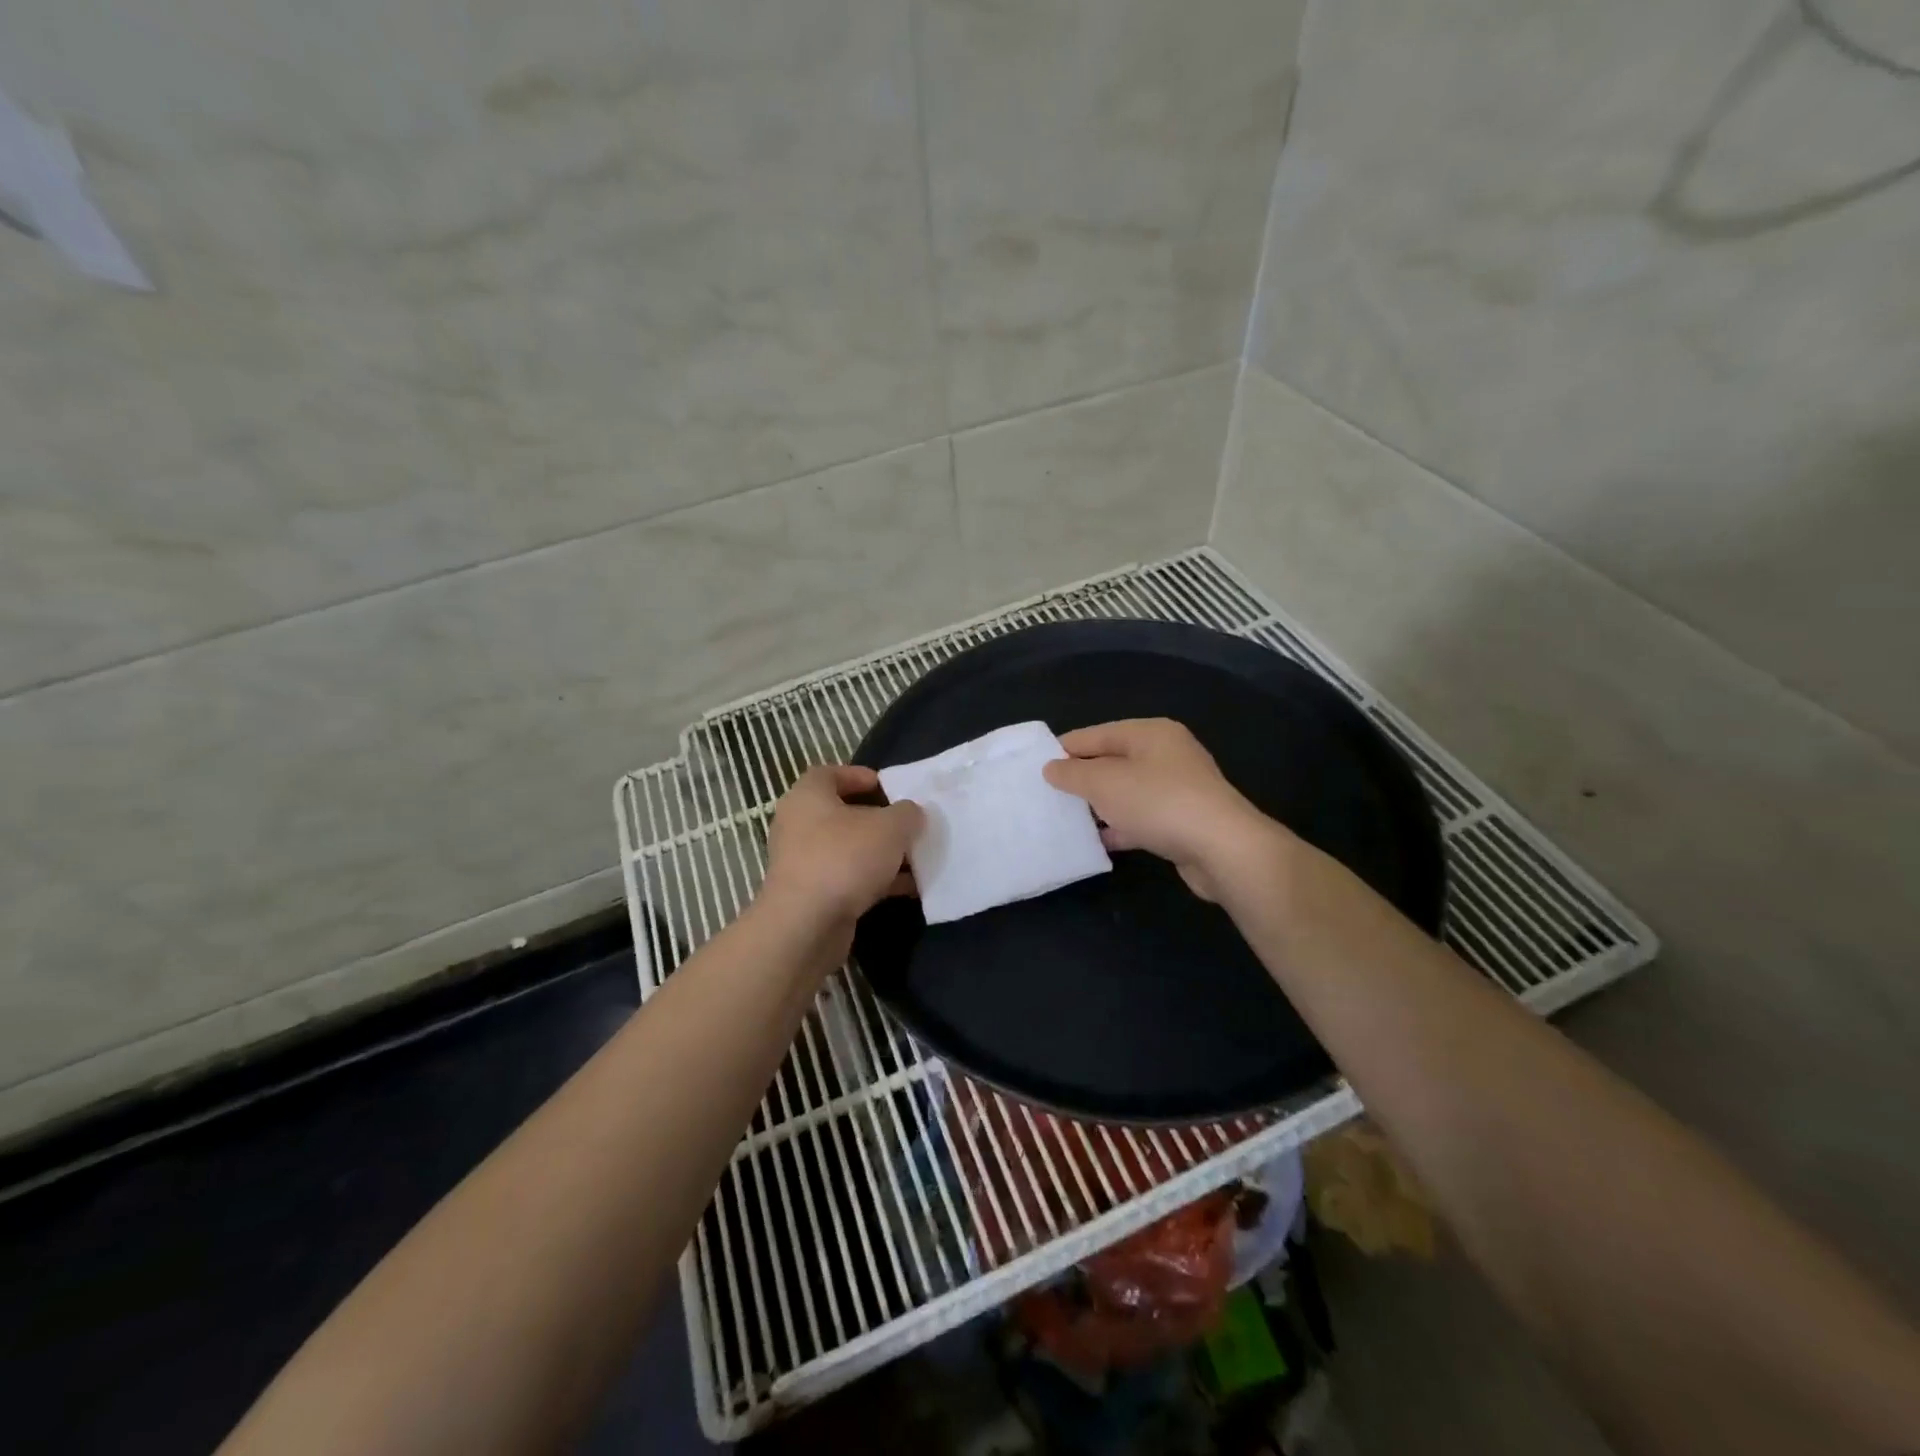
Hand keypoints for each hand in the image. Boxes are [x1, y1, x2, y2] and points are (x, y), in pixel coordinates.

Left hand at [760, 765, 923, 939]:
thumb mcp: (890, 827)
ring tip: (917, 858)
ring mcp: (803, 862)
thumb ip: (907, 813)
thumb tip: (911, 814)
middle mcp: (799, 825)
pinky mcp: (812, 895)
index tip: (891, 788)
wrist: (807, 925)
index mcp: (808, 796)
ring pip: (849, 849)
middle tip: (908, 824)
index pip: (830, 773)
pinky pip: (849, 879)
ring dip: (882, 854)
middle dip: (879, 820)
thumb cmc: (845, 858)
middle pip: (843, 814)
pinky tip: (909, 888)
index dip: (860, 776)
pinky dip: (876, 881)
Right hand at [1042, 718, 1280, 901]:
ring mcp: (1178, 788)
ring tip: (1065, 818)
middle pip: (1112, 761)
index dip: (1064, 749)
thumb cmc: (1158, 803)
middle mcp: (1166, 754)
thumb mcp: (1105, 783)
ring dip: (1099, 804)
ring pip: (1126, 791)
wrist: (1222, 848)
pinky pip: (1142, 817)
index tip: (1034, 767)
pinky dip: (1121, 825)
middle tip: (1046, 795)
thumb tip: (1051, 767)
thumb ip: (1072, 773)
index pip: (1095, 734)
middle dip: (1081, 778)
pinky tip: (1098, 840)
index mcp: (1149, 733)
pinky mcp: (1183, 819)